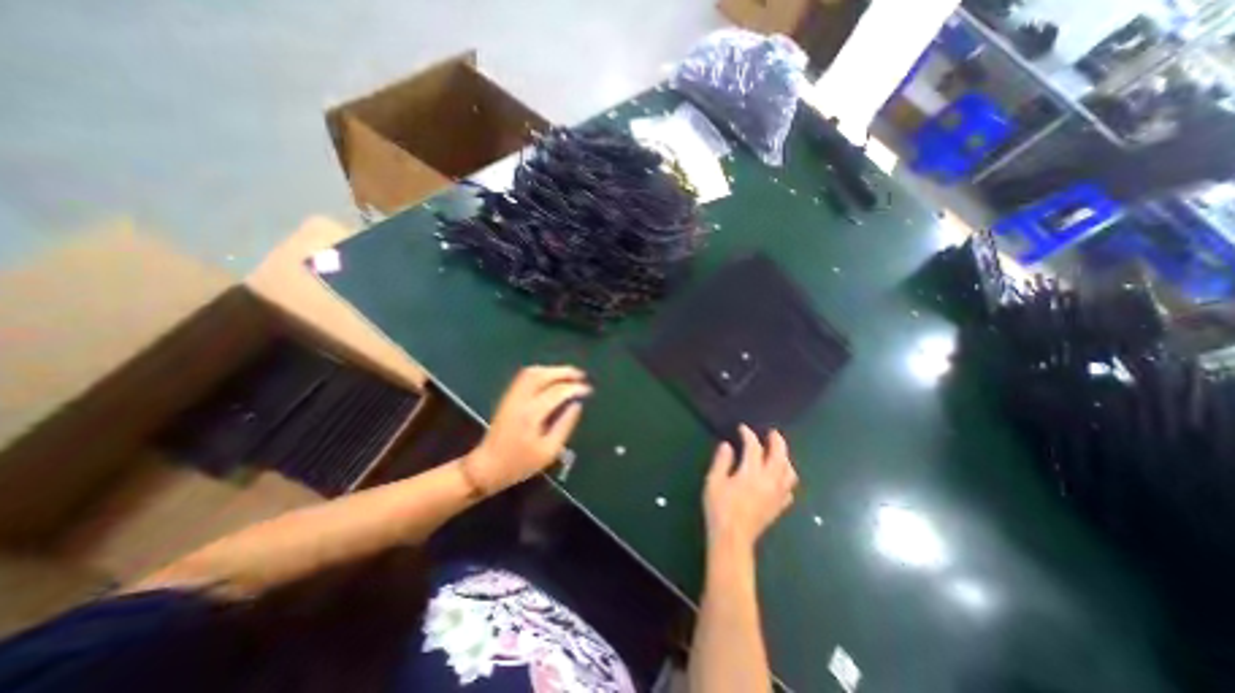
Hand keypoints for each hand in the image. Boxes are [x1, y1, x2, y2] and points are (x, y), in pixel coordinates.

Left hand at [469, 365, 593, 495]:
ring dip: (552, 370)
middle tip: (581, 375)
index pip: (557, 392)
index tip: (589, 390)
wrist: (486, 467)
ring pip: (532, 372)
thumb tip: (577, 405)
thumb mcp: (549, 451)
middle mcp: (521, 400)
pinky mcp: (507, 397)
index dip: (575, 388)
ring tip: (569, 375)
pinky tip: (551, 378)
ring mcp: (511, 396)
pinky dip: (541, 373)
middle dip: (564, 372)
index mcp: (532, 414)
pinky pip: (525, 377)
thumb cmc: (519, 464)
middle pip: (543, 375)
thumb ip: (565, 425)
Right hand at [704, 425, 800, 548]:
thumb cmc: (719, 508)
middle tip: (772, 433)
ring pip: (789, 473)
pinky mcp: (778, 508)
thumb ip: (722, 461)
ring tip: (778, 453)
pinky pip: (789, 490)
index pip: (754, 448)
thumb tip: (727, 445)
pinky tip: (779, 479)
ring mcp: (776, 496)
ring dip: (786, 459)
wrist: (732, 539)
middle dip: (777, 442)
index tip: (742, 428)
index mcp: (751, 473)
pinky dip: (786, 479)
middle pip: (780, 457)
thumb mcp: (714, 481)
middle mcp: (769, 482)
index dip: (748, 435)